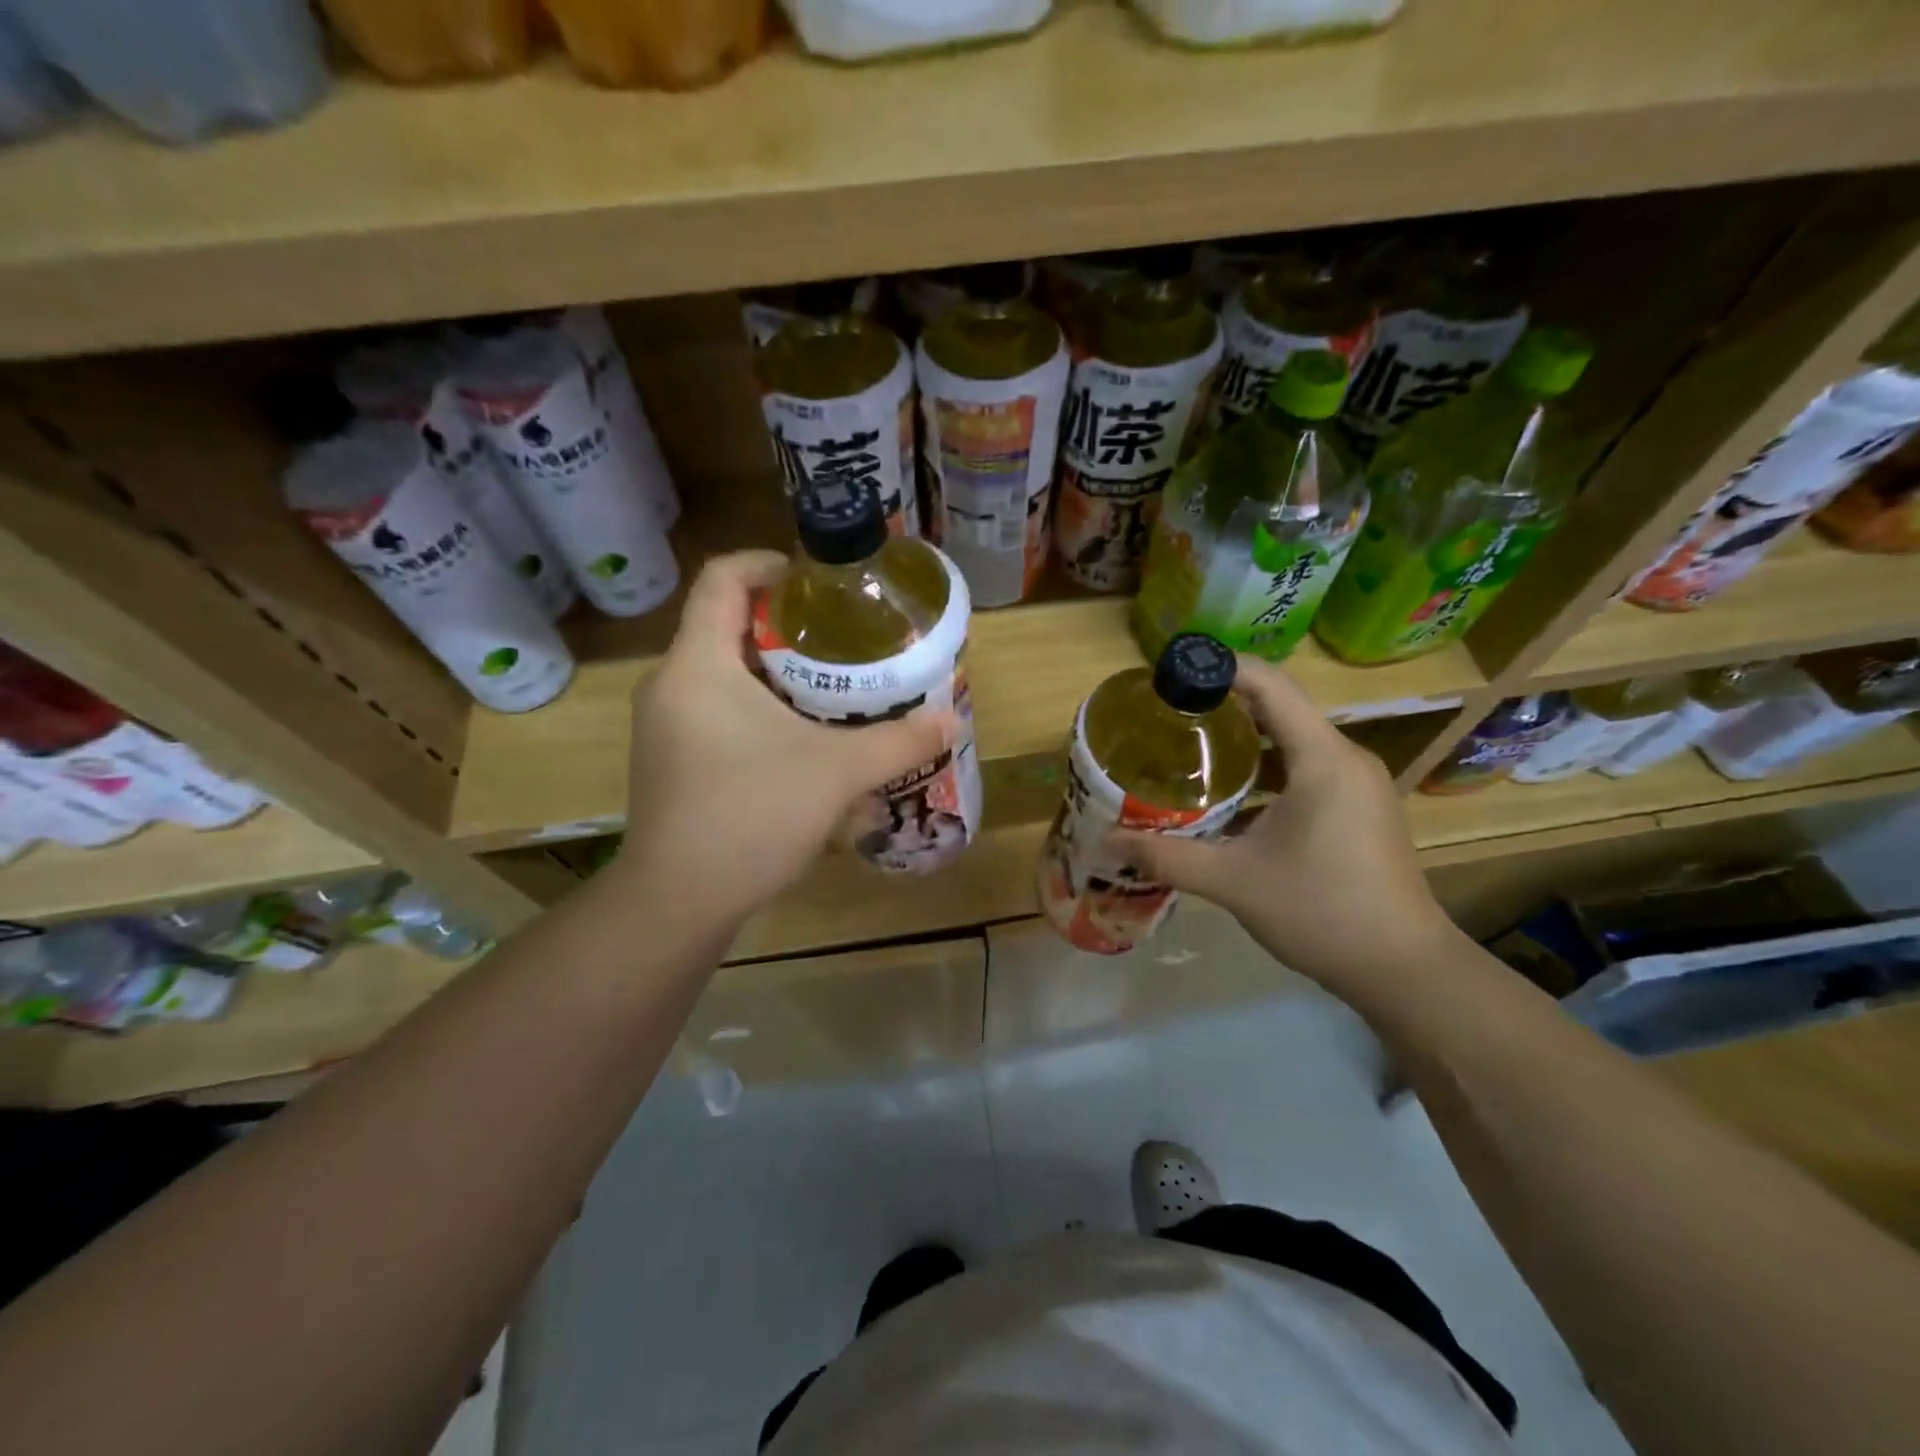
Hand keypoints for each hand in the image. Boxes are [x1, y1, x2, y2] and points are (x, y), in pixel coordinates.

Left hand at [616, 551, 952, 929]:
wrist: (677, 902)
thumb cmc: (751, 816)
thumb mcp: (837, 773)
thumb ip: (898, 742)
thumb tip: (951, 720)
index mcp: (699, 664)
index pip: (722, 578)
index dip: (770, 563)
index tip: (820, 582)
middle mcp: (671, 684)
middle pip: (728, 625)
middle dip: (789, 626)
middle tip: (845, 640)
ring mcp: (666, 725)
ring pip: (725, 674)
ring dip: (778, 674)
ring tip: (834, 688)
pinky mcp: (671, 760)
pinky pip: (717, 711)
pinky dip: (760, 710)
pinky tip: (803, 742)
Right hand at [1112, 656, 1455, 990]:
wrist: (1402, 969)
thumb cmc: (1321, 911)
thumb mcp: (1234, 882)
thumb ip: (1168, 857)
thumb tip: (1109, 841)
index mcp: (1322, 760)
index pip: (1270, 685)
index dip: (1221, 667)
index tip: (1173, 671)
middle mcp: (1345, 760)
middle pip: (1281, 707)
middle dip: (1224, 703)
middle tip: (1169, 712)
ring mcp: (1357, 785)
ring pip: (1293, 741)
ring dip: (1245, 740)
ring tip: (1190, 747)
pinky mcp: (1359, 809)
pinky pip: (1306, 769)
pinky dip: (1267, 770)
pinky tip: (1230, 795)